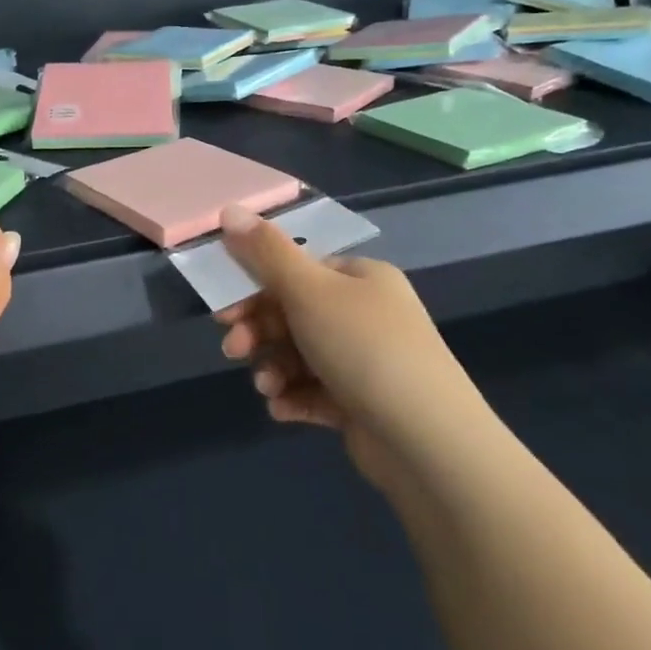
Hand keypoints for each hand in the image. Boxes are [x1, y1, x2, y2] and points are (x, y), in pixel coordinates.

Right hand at [213, 205, 487, 491]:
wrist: (427, 441)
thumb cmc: (364, 348)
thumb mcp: (309, 290)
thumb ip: (265, 251)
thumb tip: (230, 208)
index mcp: (360, 277)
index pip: (297, 270)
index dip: (255, 287)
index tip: (223, 309)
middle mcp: (365, 314)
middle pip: (293, 313)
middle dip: (258, 332)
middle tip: (233, 349)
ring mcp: (365, 361)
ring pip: (299, 355)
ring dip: (272, 368)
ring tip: (267, 387)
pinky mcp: (361, 404)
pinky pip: (314, 391)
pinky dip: (293, 397)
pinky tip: (283, 409)